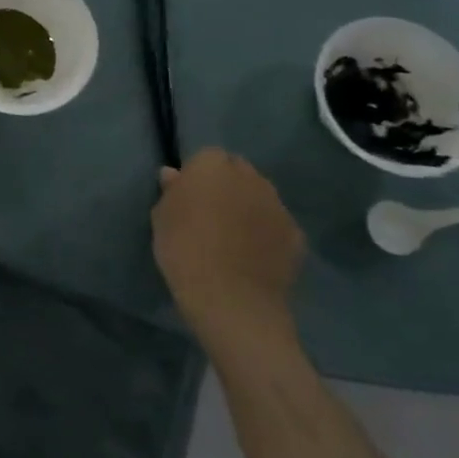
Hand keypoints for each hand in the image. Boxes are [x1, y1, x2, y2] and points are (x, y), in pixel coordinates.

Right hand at [152, 148, 303, 355]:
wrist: (231, 299)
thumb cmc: (184, 249)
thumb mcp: (161, 217)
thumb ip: (171, 191)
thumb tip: (174, 175)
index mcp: (213, 165)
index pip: (206, 157)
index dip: (197, 176)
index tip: (188, 197)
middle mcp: (251, 176)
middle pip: (238, 172)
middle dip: (227, 186)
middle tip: (210, 214)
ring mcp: (278, 205)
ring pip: (260, 197)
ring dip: (248, 208)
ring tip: (233, 237)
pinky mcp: (297, 235)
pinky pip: (276, 226)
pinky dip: (267, 234)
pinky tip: (253, 256)